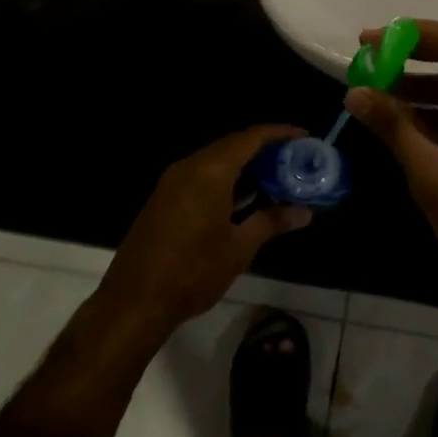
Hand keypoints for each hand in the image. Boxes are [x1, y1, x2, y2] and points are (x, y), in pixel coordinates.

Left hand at [98, 125, 310, 337]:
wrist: (133, 303)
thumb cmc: (192, 272)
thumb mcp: (239, 248)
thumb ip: (271, 222)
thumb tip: (304, 213)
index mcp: (210, 171)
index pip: (250, 138)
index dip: (279, 133)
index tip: (304, 137)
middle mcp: (189, 167)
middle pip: (232, 144)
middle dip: (264, 149)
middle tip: (293, 159)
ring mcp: (172, 182)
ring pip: (215, 160)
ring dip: (244, 164)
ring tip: (275, 177)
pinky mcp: (163, 199)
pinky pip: (200, 175)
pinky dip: (225, 178)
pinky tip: (243, 197)